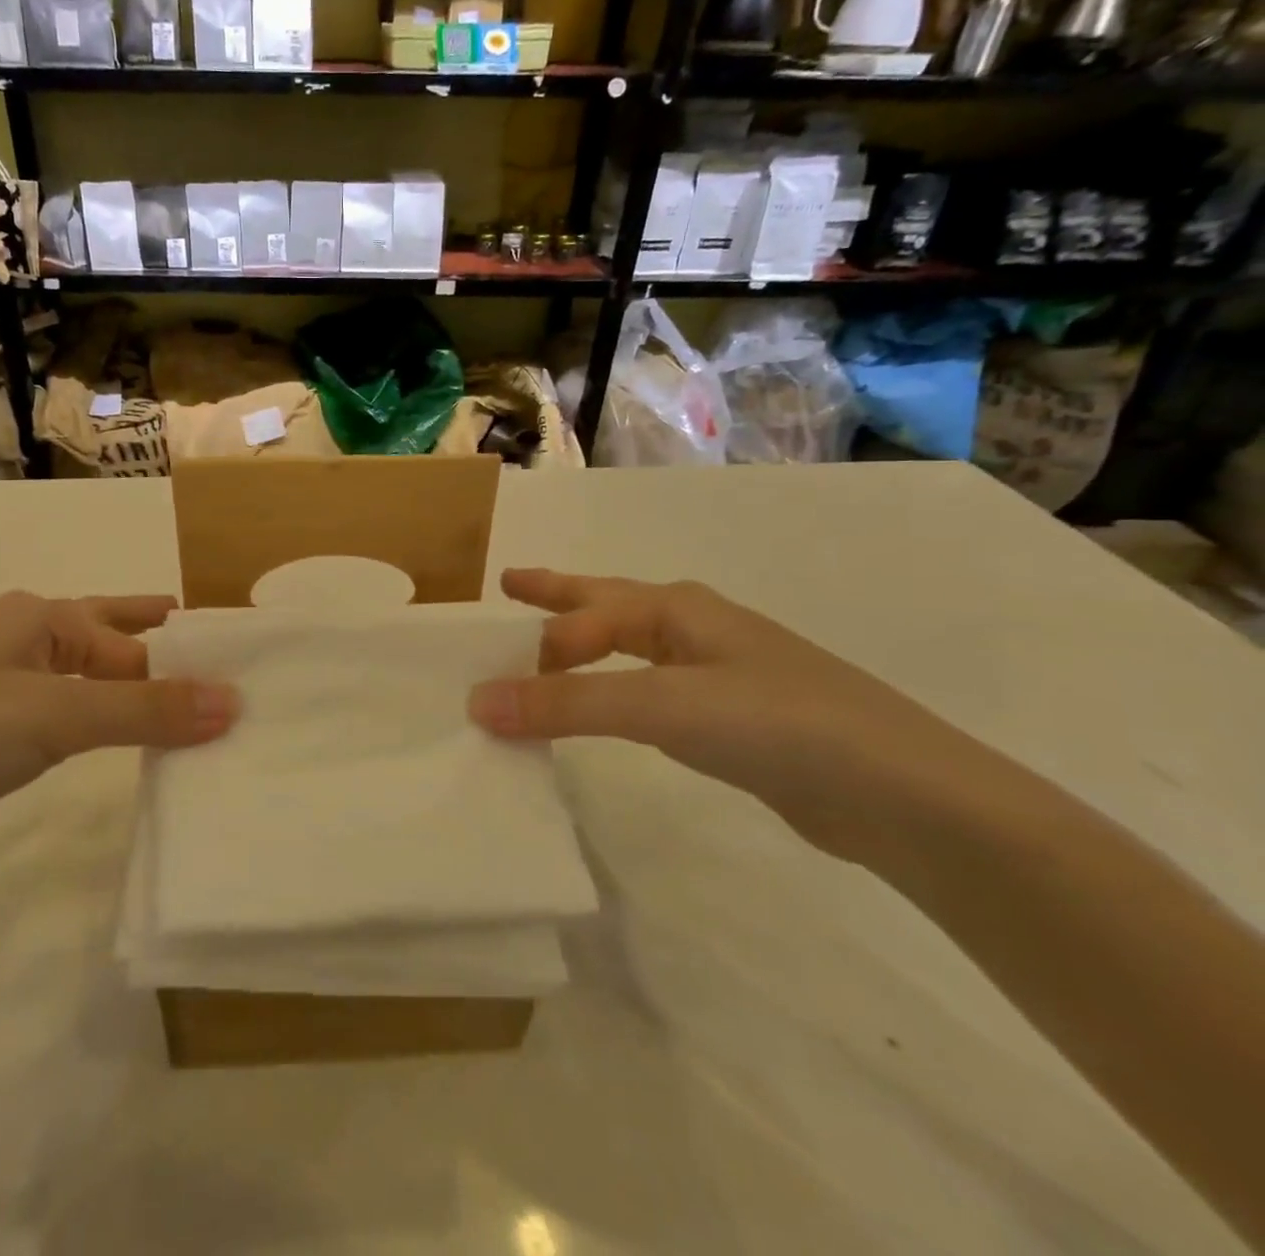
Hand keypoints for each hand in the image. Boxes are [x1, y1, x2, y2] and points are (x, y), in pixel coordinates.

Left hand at [0, 593, 236, 871]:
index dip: (192, 662)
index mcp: (40, 617)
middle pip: (118, 647)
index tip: (249, 687)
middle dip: (171, 664)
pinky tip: (129, 754)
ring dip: (140, 705)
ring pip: (93, 690)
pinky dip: (105, 734)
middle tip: (235, 685)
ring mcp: (2, 692)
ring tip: (198, 726)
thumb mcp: (52, 716)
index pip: (139, 639)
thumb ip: (145, 711)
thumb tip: (236, 702)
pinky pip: (66, 725)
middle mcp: (24, 643)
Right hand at [469, 569, 985, 855]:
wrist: (903, 796)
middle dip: (557, 595)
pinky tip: (614, 703)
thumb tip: (477, 701)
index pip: (587, 616)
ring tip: (548, 646)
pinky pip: (650, 689)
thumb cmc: (777, 723)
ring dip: (586, 643)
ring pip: (630, 647)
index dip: (539, 646)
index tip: (496, 689)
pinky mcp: (732, 719)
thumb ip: (567, 703)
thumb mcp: (662, 706)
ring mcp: (718, 672)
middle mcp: (695, 629)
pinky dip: (615, 689)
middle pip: (608, 604)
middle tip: (510, 584)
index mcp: (678, 609)